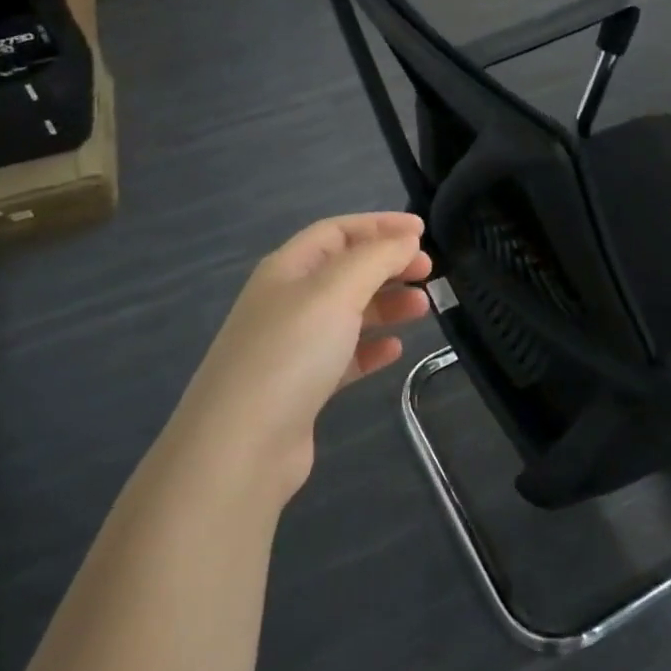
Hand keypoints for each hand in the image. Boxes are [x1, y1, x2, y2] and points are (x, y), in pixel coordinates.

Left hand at [175, 212, 431, 499]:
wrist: (242, 445)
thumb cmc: (291, 353)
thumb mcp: (336, 291)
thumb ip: (376, 258)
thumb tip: (406, 239)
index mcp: (287, 269)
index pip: (336, 232)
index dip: (378, 226)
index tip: (422, 231)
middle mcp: (286, 302)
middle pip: (344, 270)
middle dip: (387, 265)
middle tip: (429, 271)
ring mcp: (292, 346)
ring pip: (347, 313)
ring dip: (386, 304)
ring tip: (423, 308)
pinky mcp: (302, 387)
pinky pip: (343, 355)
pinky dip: (371, 347)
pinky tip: (395, 350)